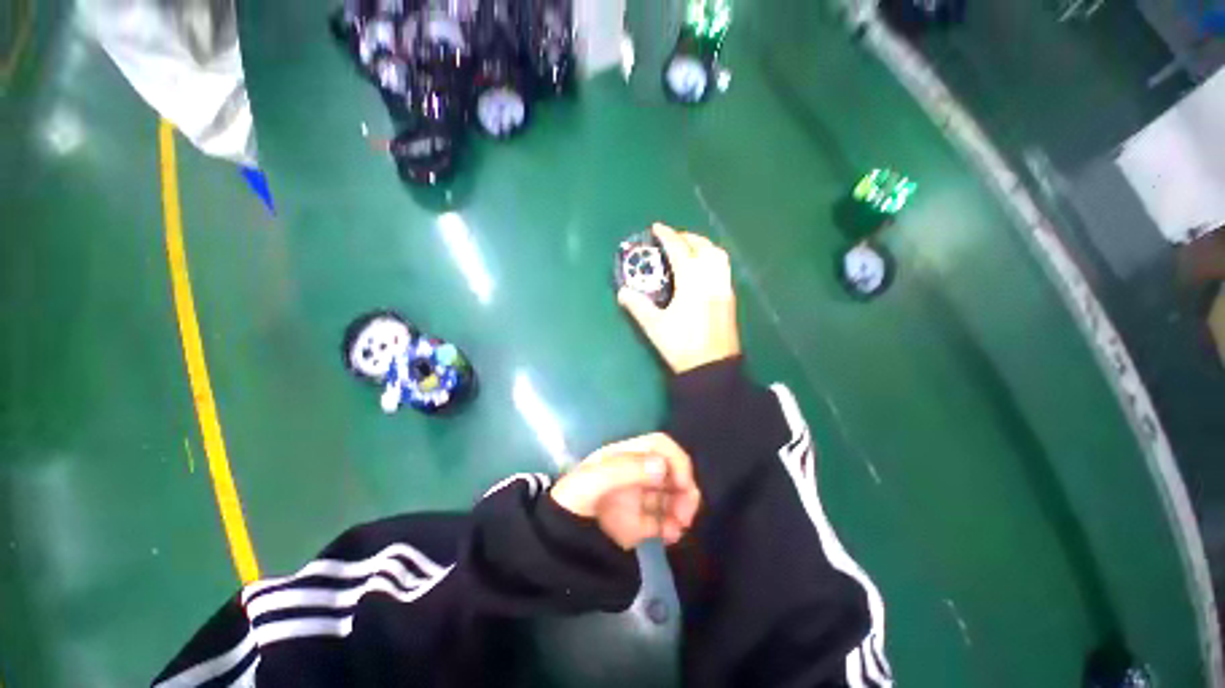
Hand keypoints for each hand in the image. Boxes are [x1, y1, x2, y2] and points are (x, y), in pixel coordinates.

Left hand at [550, 433, 700, 548]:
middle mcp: (637, 473)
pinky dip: (674, 528)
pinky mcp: (640, 523)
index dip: (676, 459)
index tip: (682, 482)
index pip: (660, 445)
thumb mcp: (593, 479)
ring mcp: (639, 498)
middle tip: (687, 513)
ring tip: (679, 528)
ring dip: (683, 508)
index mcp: (627, 456)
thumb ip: (626, 470)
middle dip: (685, 488)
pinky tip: (671, 538)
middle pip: (672, 471)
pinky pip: (665, 521)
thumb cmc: (573, 499)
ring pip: (673, 496)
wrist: (558, 539)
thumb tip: (662, 467)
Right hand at [618, 223, 740, 373]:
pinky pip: (723, 268)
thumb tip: (622, 292)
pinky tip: (702, 269)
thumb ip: (638, 307)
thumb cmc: (682, 346)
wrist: (712, 368)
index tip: (656, 227)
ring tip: (689, 249)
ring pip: (718, 256)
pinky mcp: (730, 298)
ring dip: (703, 245)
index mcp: (692, 283)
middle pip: (703, 247)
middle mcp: (711, 280)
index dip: (668, 236)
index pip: (680, 250)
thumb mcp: (655, 327)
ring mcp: (724, 288)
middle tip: (672, 238)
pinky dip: (712, 258)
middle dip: (687, 237)